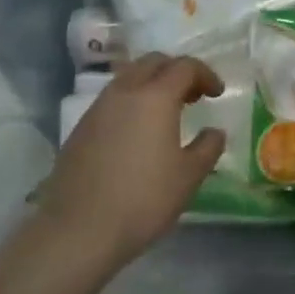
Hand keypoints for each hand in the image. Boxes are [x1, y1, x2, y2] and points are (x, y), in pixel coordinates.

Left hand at [36, 54, 226, 269]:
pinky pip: (113, 98)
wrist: (77, 231)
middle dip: (177, 71)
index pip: (185, 67)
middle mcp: (125, 91)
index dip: (205, 75)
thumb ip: (207, 148)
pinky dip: (132, 101)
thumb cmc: (142, 200)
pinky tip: (137, 132)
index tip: (217, 93)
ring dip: (152, 83)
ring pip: (130, 77)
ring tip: (165, 113)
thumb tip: (214, 132)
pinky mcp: (81, 127)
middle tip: (192, 96)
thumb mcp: (188, 177)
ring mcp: (99, 107)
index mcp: (156, 96)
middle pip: (154, 62)